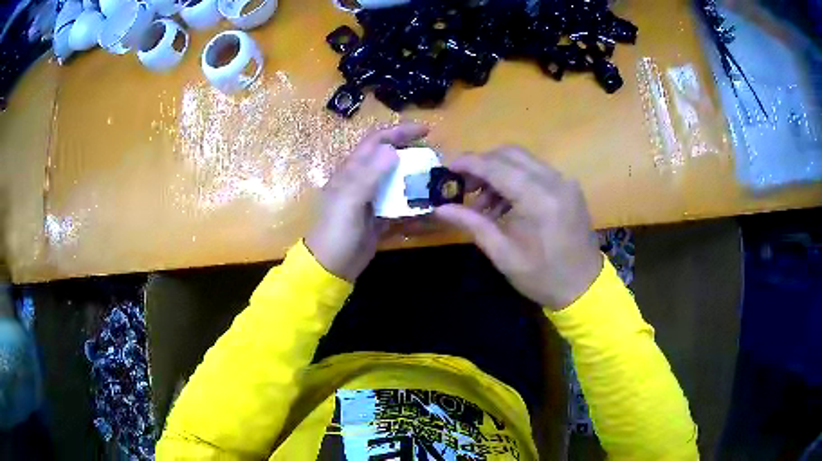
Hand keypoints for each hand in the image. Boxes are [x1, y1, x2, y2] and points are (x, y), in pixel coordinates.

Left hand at [306, 123, 428, 281]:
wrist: (331, 267)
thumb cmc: (336, 232)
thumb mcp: (349, 201)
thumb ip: (369, 176)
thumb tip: (392, 149)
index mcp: (352, 171)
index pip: (376, 142)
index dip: (399, 132)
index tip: (426, 130)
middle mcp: (362, 181)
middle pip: (390, 159)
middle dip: (412, 154)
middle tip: (436, 158)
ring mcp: (371, 201)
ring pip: (397, 182)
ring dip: (415, 180)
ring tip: (437, 182)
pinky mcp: (379, 218)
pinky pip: (400, 207)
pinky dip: (414, 206)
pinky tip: (429, 209)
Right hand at [435, 146, 602, 309]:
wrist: (584, 287)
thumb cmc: (542, 277)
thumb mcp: (503, 254)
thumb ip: (472, 224)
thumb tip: (440, 208)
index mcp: (539, 200)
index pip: (497, 167)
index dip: (469, 164)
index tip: (446, 168)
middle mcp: (554, 181)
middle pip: (510, 154)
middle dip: (482, 165)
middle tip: (463, 187)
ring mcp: (565, 182)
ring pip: (523, 160)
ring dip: (498, 172)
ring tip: (484, 204)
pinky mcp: (568, 187)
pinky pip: (536, 170)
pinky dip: (516, 178)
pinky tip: (506, 203)